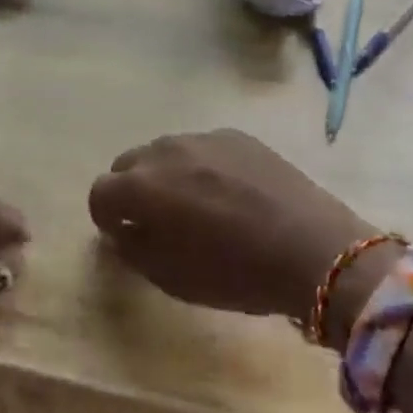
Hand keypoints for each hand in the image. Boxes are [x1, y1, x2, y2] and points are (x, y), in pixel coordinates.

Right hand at [89, 130, 385, 342]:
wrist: (312, 248)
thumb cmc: (236, 273)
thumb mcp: (172, 278)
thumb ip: (133, 249)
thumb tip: (121, 230)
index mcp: (142, 187)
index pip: (100, 192)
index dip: (106, 217)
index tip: (124, 236)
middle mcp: (164, 151)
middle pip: (128, 164)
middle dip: (132, 191)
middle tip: (157, 221)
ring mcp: (202, 137)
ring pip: (164, 152)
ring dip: (166, 175)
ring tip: (196, 205)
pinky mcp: (236, 135)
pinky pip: (201, 147)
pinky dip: (201, 166)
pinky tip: (229, 193)